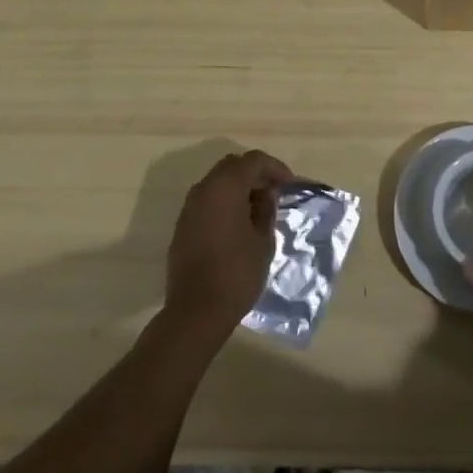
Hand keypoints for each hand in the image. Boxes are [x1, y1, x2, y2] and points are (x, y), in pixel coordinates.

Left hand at [164, 149, 292, 336]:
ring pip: (217, 182)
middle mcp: (204, 189)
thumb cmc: (236, 273)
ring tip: (258, 208)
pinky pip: (207, 201)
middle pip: (233, 166)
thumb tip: (265, 194)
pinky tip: (238, 223)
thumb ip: (266, 209)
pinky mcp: (182, 226)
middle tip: (274, 192)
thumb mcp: (263, 240)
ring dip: (238, 187)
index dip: (275, 168)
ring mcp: (189, 207)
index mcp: (225, 186)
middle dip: (255, 174)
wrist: (196, 311)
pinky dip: (224, 202)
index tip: (289, 185)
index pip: (254, 161)